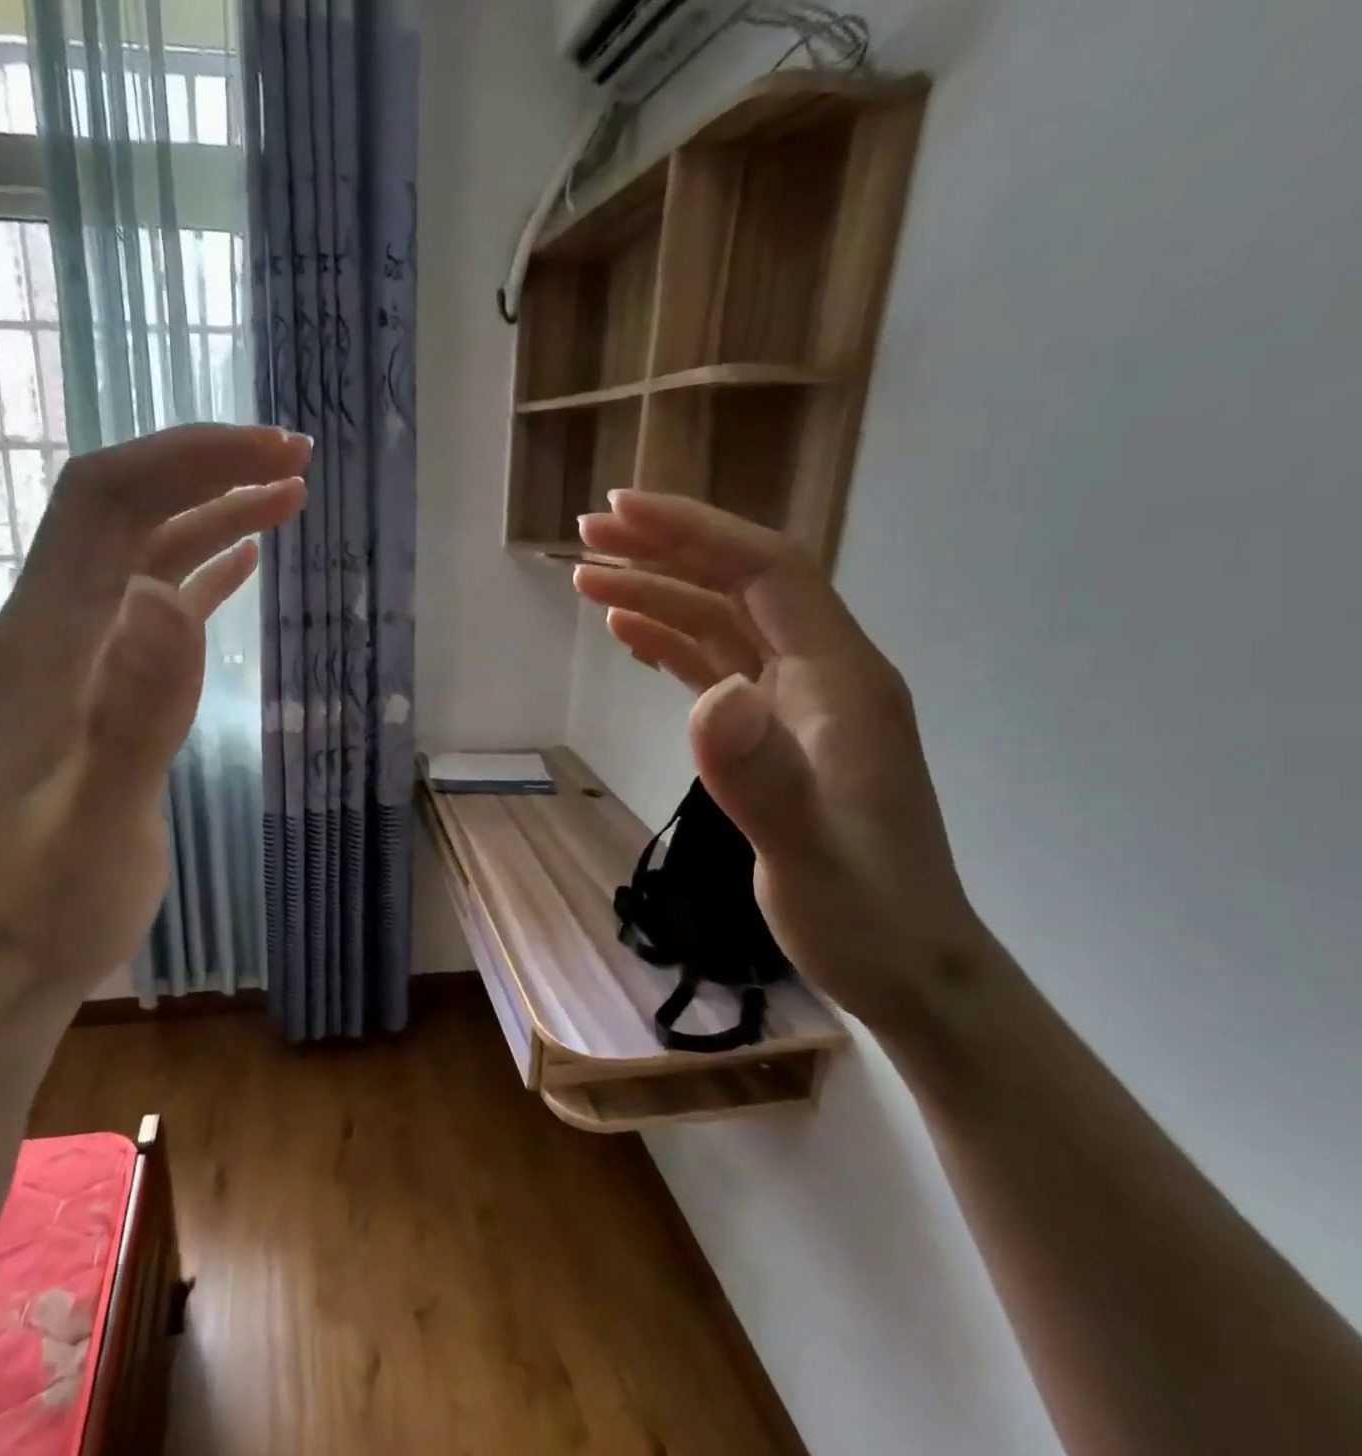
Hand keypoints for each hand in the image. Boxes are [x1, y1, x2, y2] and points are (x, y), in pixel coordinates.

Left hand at [0, 425, 309, 1006]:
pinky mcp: (112, 684)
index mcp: (47, 633)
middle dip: (208, 467)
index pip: (107, 497)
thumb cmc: (60, 888)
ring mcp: (85, 653)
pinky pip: (160, 600)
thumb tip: (164, 596)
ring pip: (149, 548)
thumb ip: (134, 708)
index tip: (272, 453)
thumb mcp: (102, 810)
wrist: (26, 941)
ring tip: (290, 496)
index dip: (187, 459)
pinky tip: (247, 560)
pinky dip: (206, 567)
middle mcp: (59, 623)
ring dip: (215, 511)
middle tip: (297, 460)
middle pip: (128, 505)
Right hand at [574, 491, 988, 1034]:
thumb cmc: (863, 915)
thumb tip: (711, 698)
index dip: (694, 532)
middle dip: (664, 549)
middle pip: (739, 584)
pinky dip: (671, 640)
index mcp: (840, 678)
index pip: (767, 571)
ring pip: (721, 623)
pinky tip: (631, 633)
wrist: (906, 967)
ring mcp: (798, 703)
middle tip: (588, 533)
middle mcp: (822, 673)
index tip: (621, 511)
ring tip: (588, 579)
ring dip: (658, 593)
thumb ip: (762, 777)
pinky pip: (718, 665)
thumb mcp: (808, 854)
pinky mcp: (775, 733)